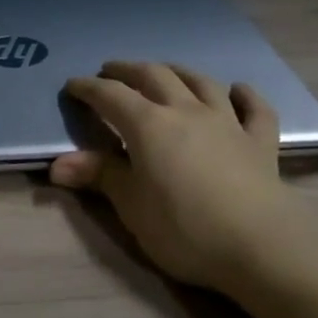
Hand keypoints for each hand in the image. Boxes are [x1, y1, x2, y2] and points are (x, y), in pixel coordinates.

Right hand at [49, 62, 308, 292]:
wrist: (260, 246)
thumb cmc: (184, 228)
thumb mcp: (131, 206)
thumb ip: (99, 176)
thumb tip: (57, 164)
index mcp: (148, 125)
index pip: (111, 95)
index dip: (89, 88)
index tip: (72, 86)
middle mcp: (186, 111)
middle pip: (154, 77)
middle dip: (128, 70)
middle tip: (111, 71)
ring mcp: (227, 123)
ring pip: (201, 83)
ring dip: (178, 72)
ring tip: (165, 71)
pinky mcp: (260, 143)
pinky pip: (255, 109)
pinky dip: (245, 95)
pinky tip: (238, 90)